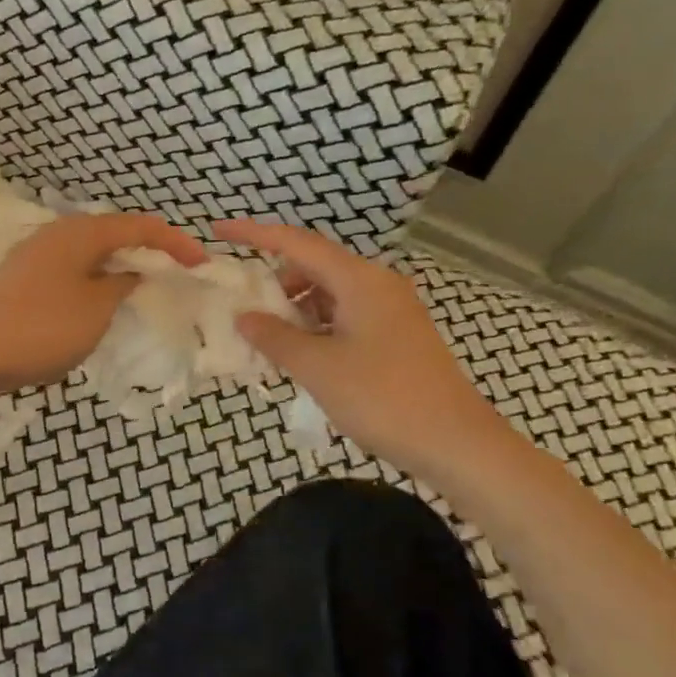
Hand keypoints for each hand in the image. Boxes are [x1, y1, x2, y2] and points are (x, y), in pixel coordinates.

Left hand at [0, 213, 205, 410]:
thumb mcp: (95, 310)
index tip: (202, 264)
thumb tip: (132, 274)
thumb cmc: (37, 328)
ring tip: (143, 293)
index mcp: (80, 233)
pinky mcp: (19, 286)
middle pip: (114, 236)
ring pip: (90, 258)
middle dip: (148, 253)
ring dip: (120, 272)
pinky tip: (97, 312)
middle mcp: (56, 237)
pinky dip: (95, 287)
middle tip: (175, 276)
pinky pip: (71, 278)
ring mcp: (33, 261)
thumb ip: (122, 287)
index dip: (175, 242)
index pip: (140, 226)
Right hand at [214, 218, 510, 479]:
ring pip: (329, 295)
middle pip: (313, 268)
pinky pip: (345, 318)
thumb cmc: (383, 398)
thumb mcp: (318, 367)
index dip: (254, 235)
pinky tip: (302, 358)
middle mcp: (377, 285)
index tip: (218, 232)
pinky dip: (317, 329)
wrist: (457, 444)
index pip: (297, 243)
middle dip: (275, 284)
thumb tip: (244, 317)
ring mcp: (390, 311)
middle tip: (244, 313)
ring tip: (270, 344)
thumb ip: (275, 337)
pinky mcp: (396, 336)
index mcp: (359, 280)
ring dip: (295, 311)